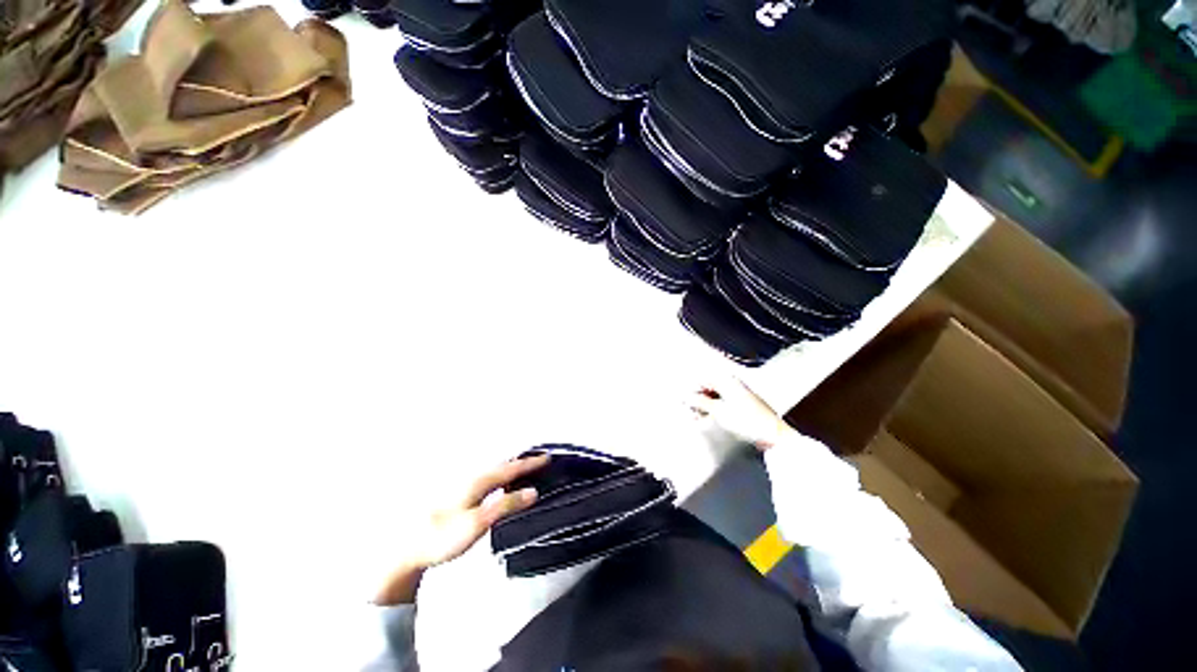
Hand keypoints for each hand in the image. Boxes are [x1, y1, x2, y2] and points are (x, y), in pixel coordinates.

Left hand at [374, 454, 548, 604]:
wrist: (410, 550)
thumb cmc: (444, 537)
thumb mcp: (478, 523)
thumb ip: (506, 506)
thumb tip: (533, 491)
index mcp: (479, 481)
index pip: (511, 469)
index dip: (530, 464)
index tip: (548, 457)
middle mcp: (474, 479)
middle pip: (504, 466)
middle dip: (523, 462)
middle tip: (541, 458)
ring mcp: (466, 488)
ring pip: (496, 472)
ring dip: (512, 468)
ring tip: (527, 467)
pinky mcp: (462, 498)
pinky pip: (489, 480)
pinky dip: (502, 478)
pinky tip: (503, 485)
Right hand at [688, 378, 791, 450]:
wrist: (772, 434)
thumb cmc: (746, 420)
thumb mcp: (717, 411)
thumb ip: (699, 401)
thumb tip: (684, 395)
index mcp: (726, 379)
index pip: (701, 379)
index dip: (690, 390)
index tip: (683, 401)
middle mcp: (731, 382)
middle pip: (707, 386)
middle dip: (696, 398)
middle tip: (690, 411)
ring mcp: (737, 393)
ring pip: (713, 394)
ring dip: (704, 404)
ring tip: (698, 417)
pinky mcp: (741, 404)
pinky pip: (721, 401)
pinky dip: (713, 408)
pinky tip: (708, 418)